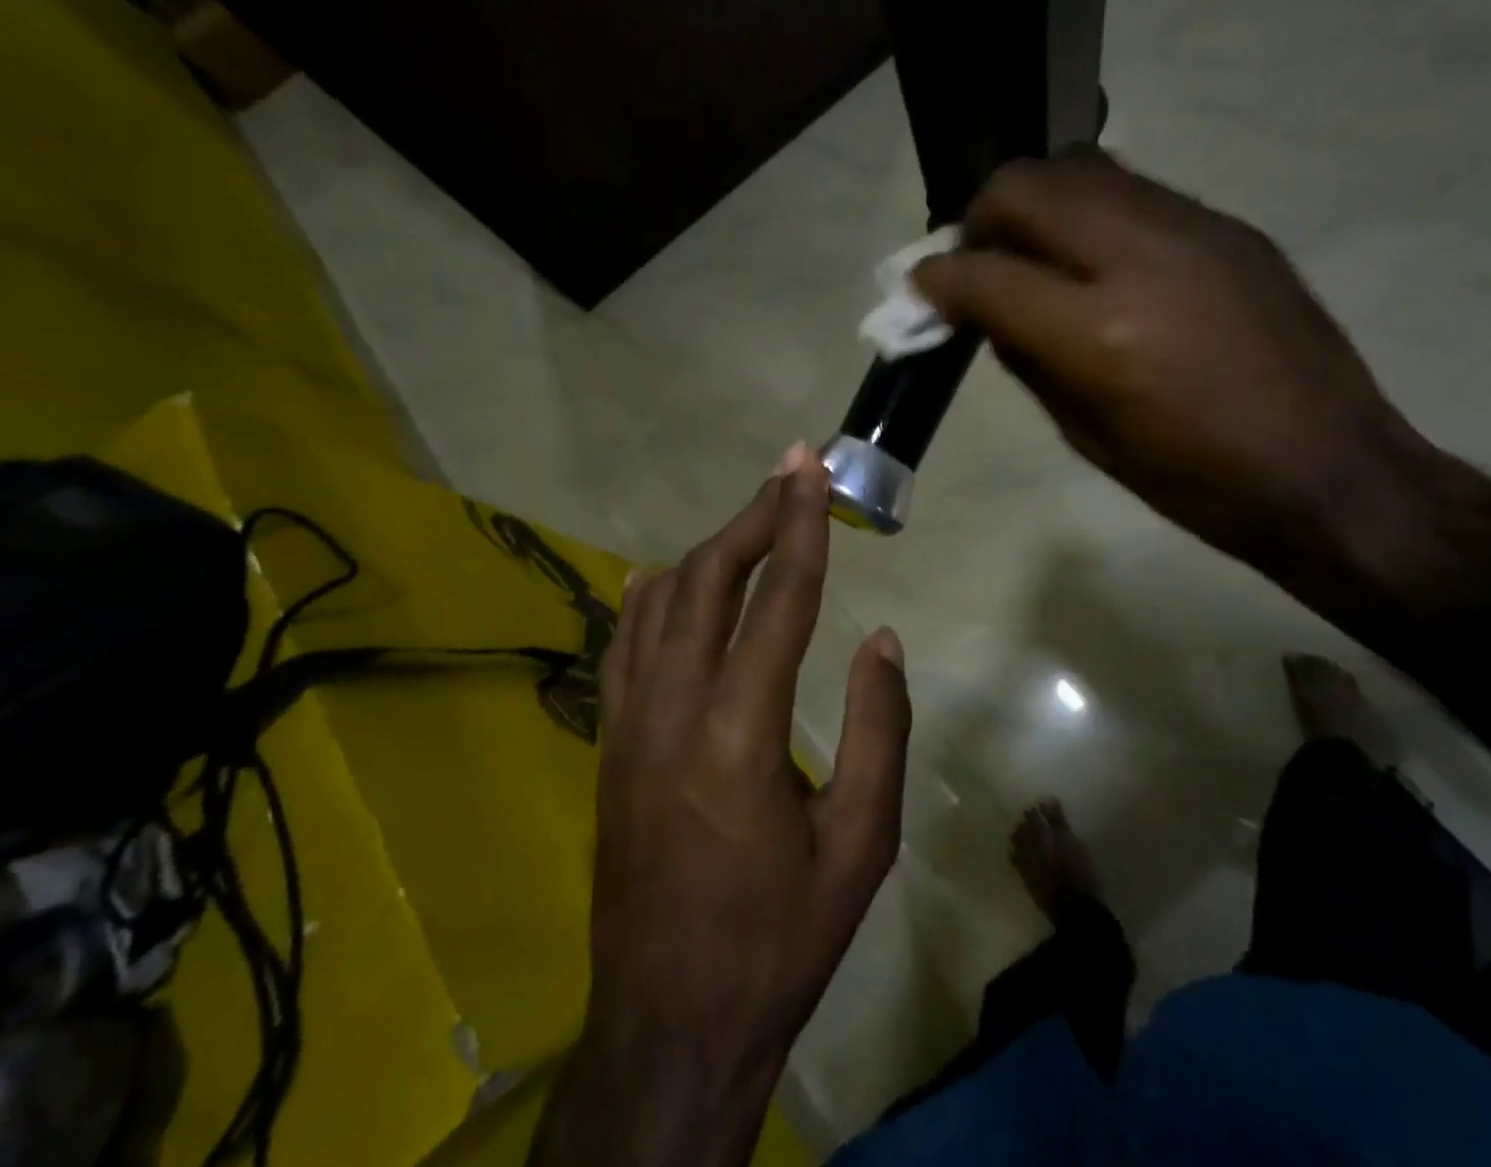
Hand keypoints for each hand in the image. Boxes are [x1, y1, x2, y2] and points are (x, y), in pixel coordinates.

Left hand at [536, 450, 910, 1166]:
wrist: (671, 1022)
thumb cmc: (781, 936)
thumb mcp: (862, 843)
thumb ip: (880, 730)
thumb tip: (878, 639)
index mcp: (740, 732)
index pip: (777, 598)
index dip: (799, 524)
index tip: (809, 468)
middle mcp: (673, 709)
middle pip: (710, 581)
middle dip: (754, 516)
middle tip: (788, 471)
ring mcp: (629, 724)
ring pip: (662, 603)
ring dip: (710, 549)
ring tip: (751, 516)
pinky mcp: (610, 745)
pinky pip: (624, 646)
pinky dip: (649, 598)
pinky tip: (665, 577)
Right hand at [913, 152, 1426, 571]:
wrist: (1331, 471)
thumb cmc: (1196, 483)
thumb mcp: (1088, 437)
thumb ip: (1029, 361)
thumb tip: (990, 314)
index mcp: (1099, 335)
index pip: (985, 275)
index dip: (937, 280)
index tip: (922, 291)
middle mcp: (1140, 258)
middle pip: (1026, 187)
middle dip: (981, 218)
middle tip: (979, 263)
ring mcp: (1192, 228)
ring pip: (1080, 168)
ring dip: (1036, 204)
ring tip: (1035, 253)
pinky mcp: (1228, 225)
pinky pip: (1134, 192)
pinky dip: (1091, 214)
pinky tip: (1099, 261)